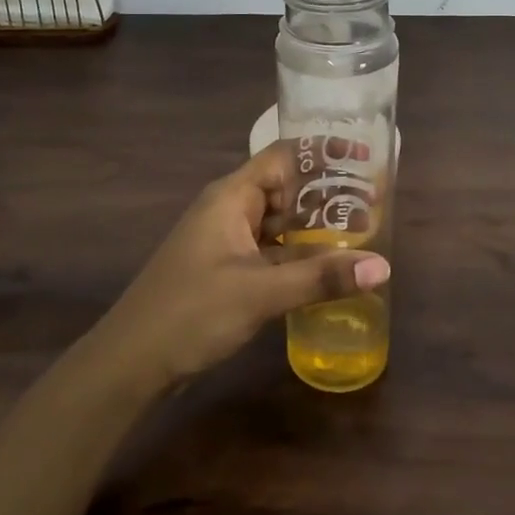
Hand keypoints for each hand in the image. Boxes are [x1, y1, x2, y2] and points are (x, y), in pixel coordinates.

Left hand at [93, 144, 391, 392]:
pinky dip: (300, 257)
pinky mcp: (228, 272)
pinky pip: (272, 252)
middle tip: (376, 201)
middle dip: (327, 194)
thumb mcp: (260, 292)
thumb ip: (320, 278)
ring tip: (365, 232)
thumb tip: (384, 267)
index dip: (323, 152)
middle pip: (286, 189)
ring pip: (280, 224)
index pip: (283, 157)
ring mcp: (228, 242)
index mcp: (232, 197)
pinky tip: (330, 270)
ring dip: (316, 229)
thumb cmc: (192, 311)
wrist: (131, 362)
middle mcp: (230, 210)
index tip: (364, 155)